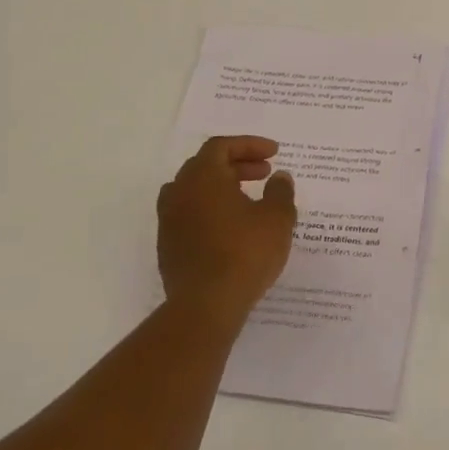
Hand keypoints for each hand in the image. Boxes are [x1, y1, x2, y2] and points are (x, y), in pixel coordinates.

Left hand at [158, 136, 297, 321]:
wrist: (206, 304)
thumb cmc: (245, 253)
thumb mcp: (277, 218)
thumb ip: (280, 192)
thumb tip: (279, 177)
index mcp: (203, 177)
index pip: (221, 146)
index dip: (249, 145)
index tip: (274, 153)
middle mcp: (179, 192)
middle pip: (206, 165)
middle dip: (237, 164)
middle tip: (265, 173)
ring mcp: (169, 220)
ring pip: (194, 191)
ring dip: (222, 187)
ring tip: (248, 199)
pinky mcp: (168, 246)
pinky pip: (190, 215)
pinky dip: (211, 210)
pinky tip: (232, 228)